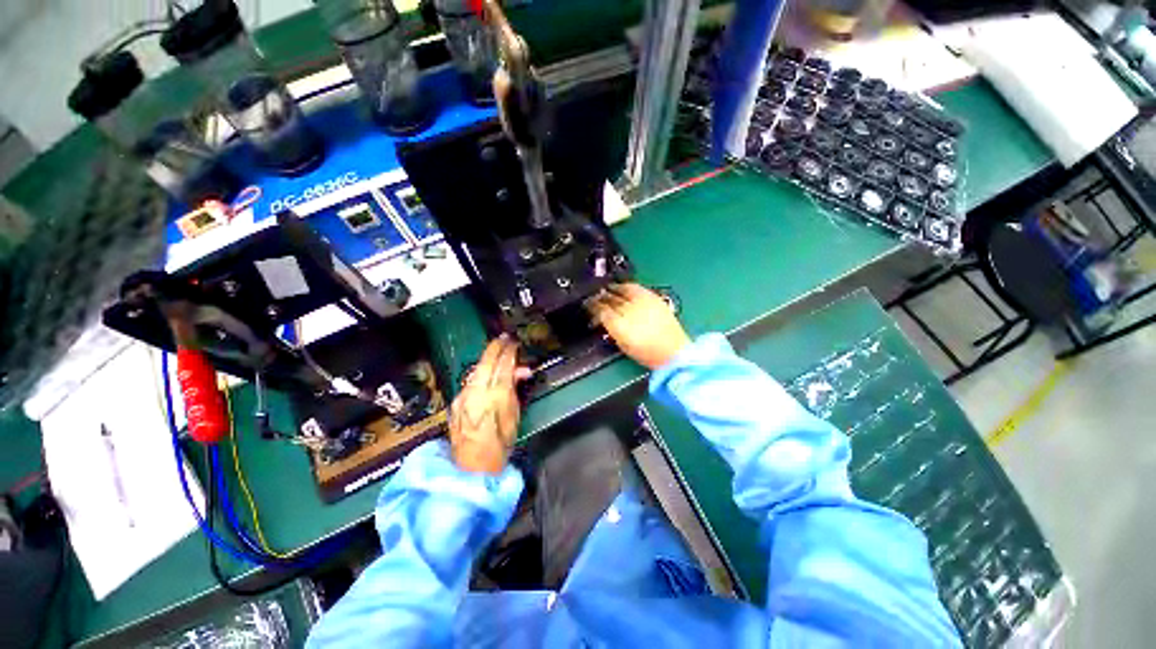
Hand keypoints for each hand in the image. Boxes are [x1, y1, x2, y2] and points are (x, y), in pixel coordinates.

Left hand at [449, 335, 531, 473]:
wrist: (472, 468)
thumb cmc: (501, 445)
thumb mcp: (515, 416)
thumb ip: (515, 390)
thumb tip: (519, 373)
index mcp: (496, 396)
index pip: (503, 365)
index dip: (510, 351)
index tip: (515, 343)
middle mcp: (477, 392)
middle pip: (486, 361)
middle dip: (496, 347)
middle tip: (505, 339)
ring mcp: (463, 396)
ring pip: (476, 369)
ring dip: (487, 358)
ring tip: (497, 351)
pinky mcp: (456, 402)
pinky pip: (470, 380)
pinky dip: (480, 372)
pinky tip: (485, 372)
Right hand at [586, 283, 689, 369]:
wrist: (673, 352)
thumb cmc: (647, 353)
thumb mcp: (623, 344)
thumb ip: (612, 329)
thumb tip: (604, 318)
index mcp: (619, 325)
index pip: (600, 309)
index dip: (592, 306)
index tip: (588, 305)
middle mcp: (629, 310)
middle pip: (610, 298)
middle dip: (601, 297)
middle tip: (596, 297)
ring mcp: (642, 302)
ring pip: (622, 290)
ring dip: (613, 289)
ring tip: (608, 290)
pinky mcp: (653, 298)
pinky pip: (635, 288)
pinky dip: (627, 287)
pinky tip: (625, 289)